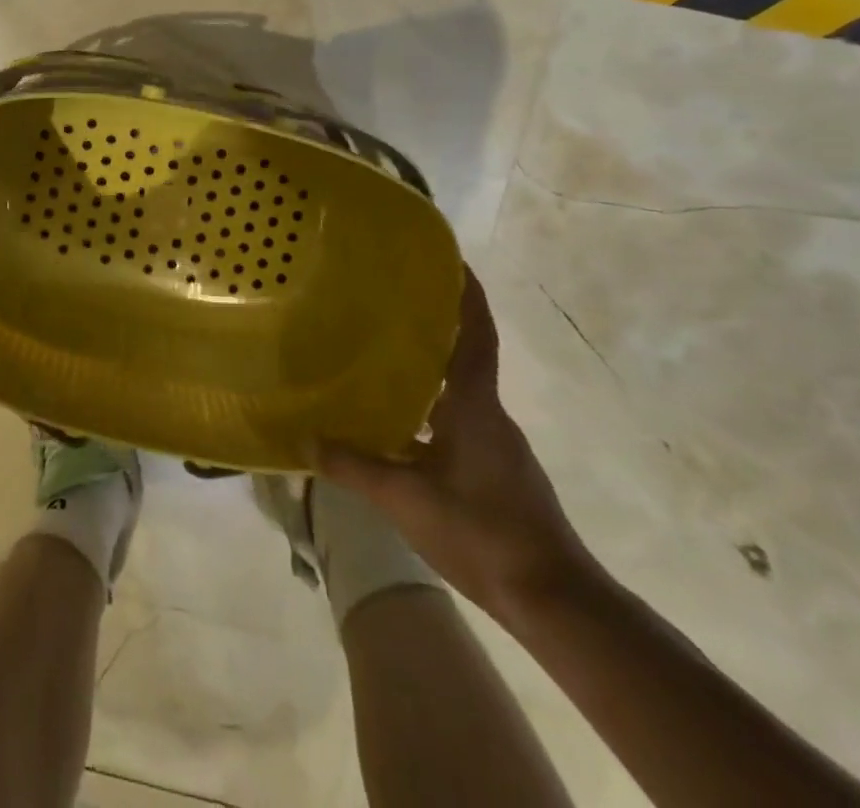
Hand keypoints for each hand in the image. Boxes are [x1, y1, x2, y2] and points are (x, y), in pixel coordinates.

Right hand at [320, 268, 594, 617]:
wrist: (552, 600)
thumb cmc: (482, 533)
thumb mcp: (406, 499)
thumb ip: (354, 466)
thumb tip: (306, 437)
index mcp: (476, 406)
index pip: (475, 335)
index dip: (467, 294)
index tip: (451, 259)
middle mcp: (490, 415)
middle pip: (464, 357)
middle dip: (435, 327)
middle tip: (389, 303)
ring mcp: (496, 445)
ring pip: (457, 394)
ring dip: (427, 374)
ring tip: (380, 359)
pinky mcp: (495, 472)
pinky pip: (456, 424)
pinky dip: (428, 414)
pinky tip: (394, 428)